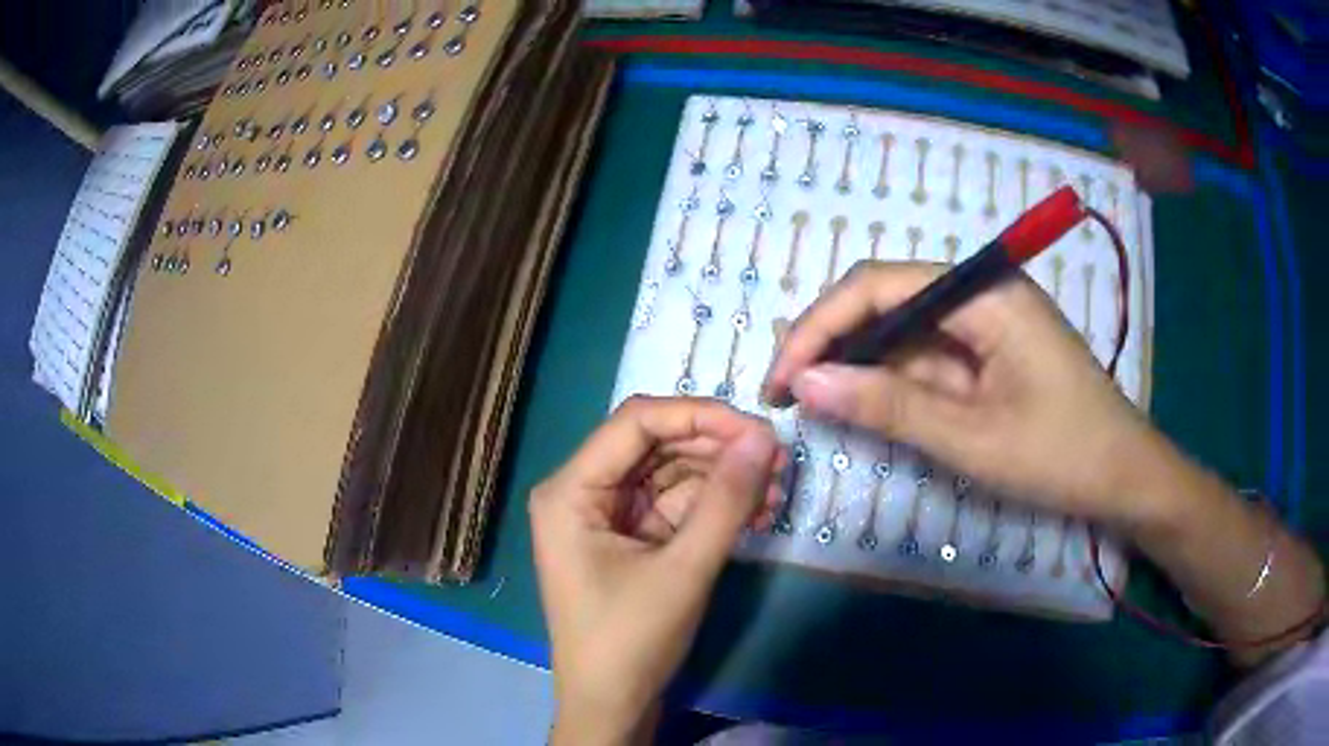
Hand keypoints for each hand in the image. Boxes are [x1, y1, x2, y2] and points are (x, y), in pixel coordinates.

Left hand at [530, 396, 783, 745]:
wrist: (612, 705)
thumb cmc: (631, 641)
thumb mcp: (683, 570)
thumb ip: (725, 501)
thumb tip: (766, 438)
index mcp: (570, 490)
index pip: (636, 422)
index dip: (700, 415)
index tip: (760, 429)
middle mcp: (582, 491)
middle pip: (656, 445)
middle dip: (719, 450)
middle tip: (779, 460)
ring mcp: (606, 516)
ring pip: (672, 475)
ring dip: (724, 480)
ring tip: (778, 489)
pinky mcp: (630, 539)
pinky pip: (675, 506)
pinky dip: (715, 507)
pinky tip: (757, 511)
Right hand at [763, 261, 1168, 528]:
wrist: (1124, 479)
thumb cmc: (1061, 455)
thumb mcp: (972, 438)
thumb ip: (888, 406)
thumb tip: (804, 384)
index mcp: (984, 293)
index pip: (880, 286)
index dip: (820, 327)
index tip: (780, 379)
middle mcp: (981, 293)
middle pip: (887, 300)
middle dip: (832, 344)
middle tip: (786, 393)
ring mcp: (986, 323)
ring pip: (903, 330)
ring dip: (858, 365)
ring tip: (810, 402)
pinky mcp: (989, 352)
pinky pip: (928, 356)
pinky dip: (892, 382)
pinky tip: (863, 404)